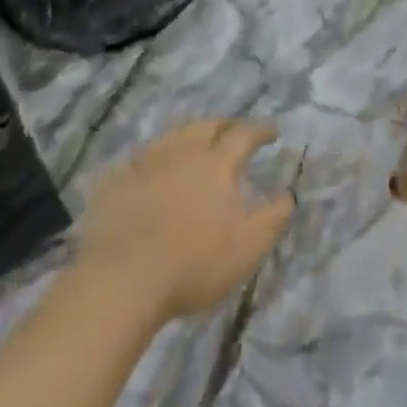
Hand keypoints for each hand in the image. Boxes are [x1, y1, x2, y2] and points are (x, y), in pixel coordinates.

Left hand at [73, 119, 293, 323]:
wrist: (121, 281)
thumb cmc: (193, 264)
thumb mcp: (248, 248)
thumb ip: (273, 218)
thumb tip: (289, 194)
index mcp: (217, 163)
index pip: (244, 134)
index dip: (260, 130)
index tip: (272, 131)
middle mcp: (183, 152)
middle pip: (207, 126)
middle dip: (224, 125)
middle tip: (233, 130)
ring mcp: (146, 162)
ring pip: (173, 135)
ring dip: (189, 134)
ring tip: (195, 142)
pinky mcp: (117, 181)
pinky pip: (140, 157)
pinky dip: (154, 156)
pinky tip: (151, 167)